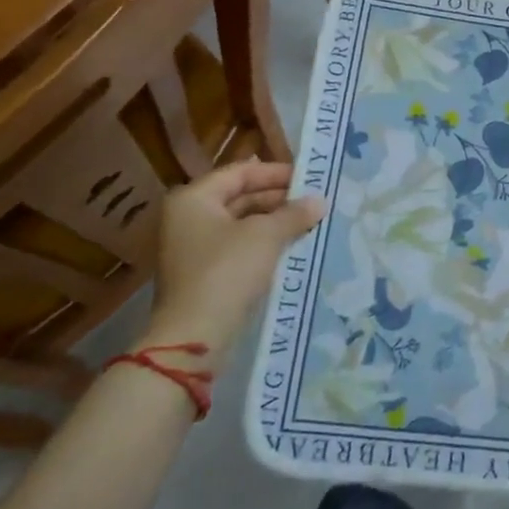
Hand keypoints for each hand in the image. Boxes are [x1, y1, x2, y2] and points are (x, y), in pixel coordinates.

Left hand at [144, 162, 323, 355]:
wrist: (195, 336)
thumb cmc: (227, 271)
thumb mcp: (266, 236)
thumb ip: (293, 214)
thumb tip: (320, 201)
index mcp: (194, 198)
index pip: (241, 172)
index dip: (276, 173)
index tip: (309, 179)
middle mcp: (188, 217)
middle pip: (239, 197)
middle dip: (278, 199)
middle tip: (313, 202)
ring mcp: (193, 247)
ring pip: (241, 224)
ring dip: (274, 222)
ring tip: (309, 223)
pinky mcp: (203, 273)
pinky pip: (238, 247)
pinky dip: (263, 243)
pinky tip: (292, 246)